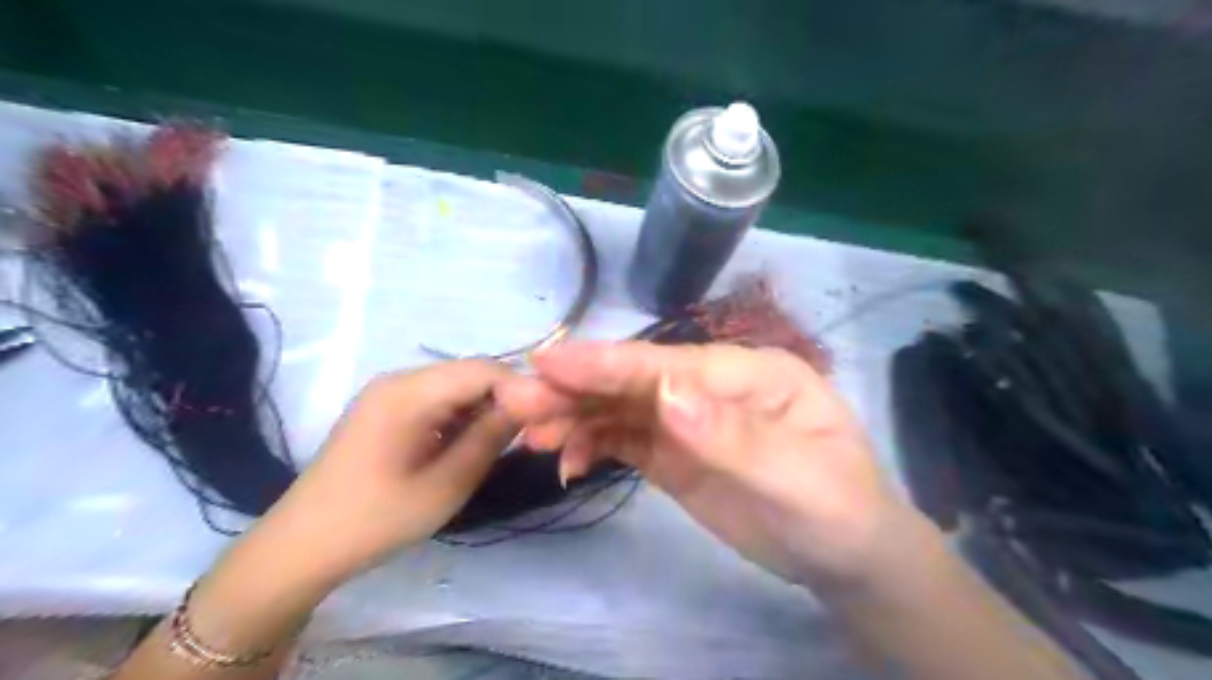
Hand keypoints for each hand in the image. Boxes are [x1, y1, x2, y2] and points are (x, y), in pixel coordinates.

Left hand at [252, 365, 517, 587]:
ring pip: (457, 385)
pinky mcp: (386, 407)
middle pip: (471, 372)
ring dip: (484, 408)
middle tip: (527, 436)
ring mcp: (389, 391)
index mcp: (409, 392)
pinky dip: (461, 415)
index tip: (545, 421)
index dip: (521, 389)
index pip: (484, 369)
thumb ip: (491, 437)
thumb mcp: (446, 484)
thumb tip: (532, 404)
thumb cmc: (377, 519)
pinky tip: (466, 444)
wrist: (302, 546)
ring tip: (499, 444)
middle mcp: (399, 379)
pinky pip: (437, 398)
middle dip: (505, 398)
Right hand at [496, 343, 914, 587]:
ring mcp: (690, 419)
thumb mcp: (796, 479)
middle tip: (516, 401)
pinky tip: (567, 461)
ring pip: (622, 407)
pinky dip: (592, 443)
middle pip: (635, 381)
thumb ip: (730, 435)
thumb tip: (666, 395)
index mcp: (751, 373)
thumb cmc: (836, 510)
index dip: (609, 364)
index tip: (548, 362)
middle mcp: (713, 386)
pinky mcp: (675, 452)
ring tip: (532, 435)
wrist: (843, 557)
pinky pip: (625, 438)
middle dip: (577, 388)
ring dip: (575, 416)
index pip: (669, 365)